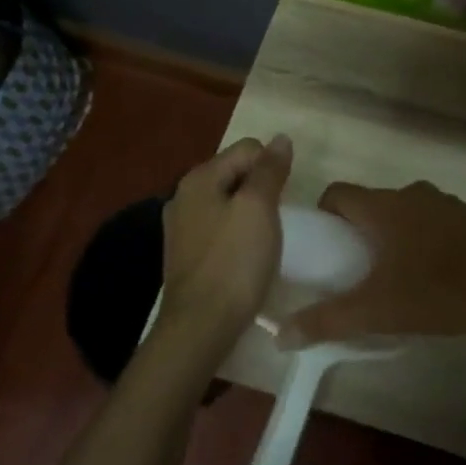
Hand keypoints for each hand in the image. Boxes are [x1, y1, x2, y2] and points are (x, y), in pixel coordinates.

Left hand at [158, 136, 293, 352]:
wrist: (200, 326)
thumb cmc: (234, 263)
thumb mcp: (259, 208)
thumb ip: (269, 170)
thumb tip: (280, 138)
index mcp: (198, 178)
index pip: (248, 148)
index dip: (273, 167)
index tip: (284, 200)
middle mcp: (183, 195)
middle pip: (235, 173)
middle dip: (261, 189)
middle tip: (277, 220)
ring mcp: (181, 226)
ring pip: (228, 202)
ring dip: (250, 213)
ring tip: (265, 240)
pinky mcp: (185, 254)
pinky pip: (219, 228)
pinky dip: (236, 234)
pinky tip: (246, 256)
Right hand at [286, 181, 465, 347]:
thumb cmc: (438, 290)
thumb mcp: (376, 310)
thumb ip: (327, 320)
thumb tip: (279, 336)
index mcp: (382, 207)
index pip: (338, 193)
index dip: (324, 216)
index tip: (324, 247)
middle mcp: (411, 195)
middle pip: (372, 204)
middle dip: (359, 231)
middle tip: (354, 270)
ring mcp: (446, 204)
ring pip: (405, 213)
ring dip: (394, 236)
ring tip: (394, 277)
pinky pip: (435, 223)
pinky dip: (425, 241)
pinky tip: (434, 277)